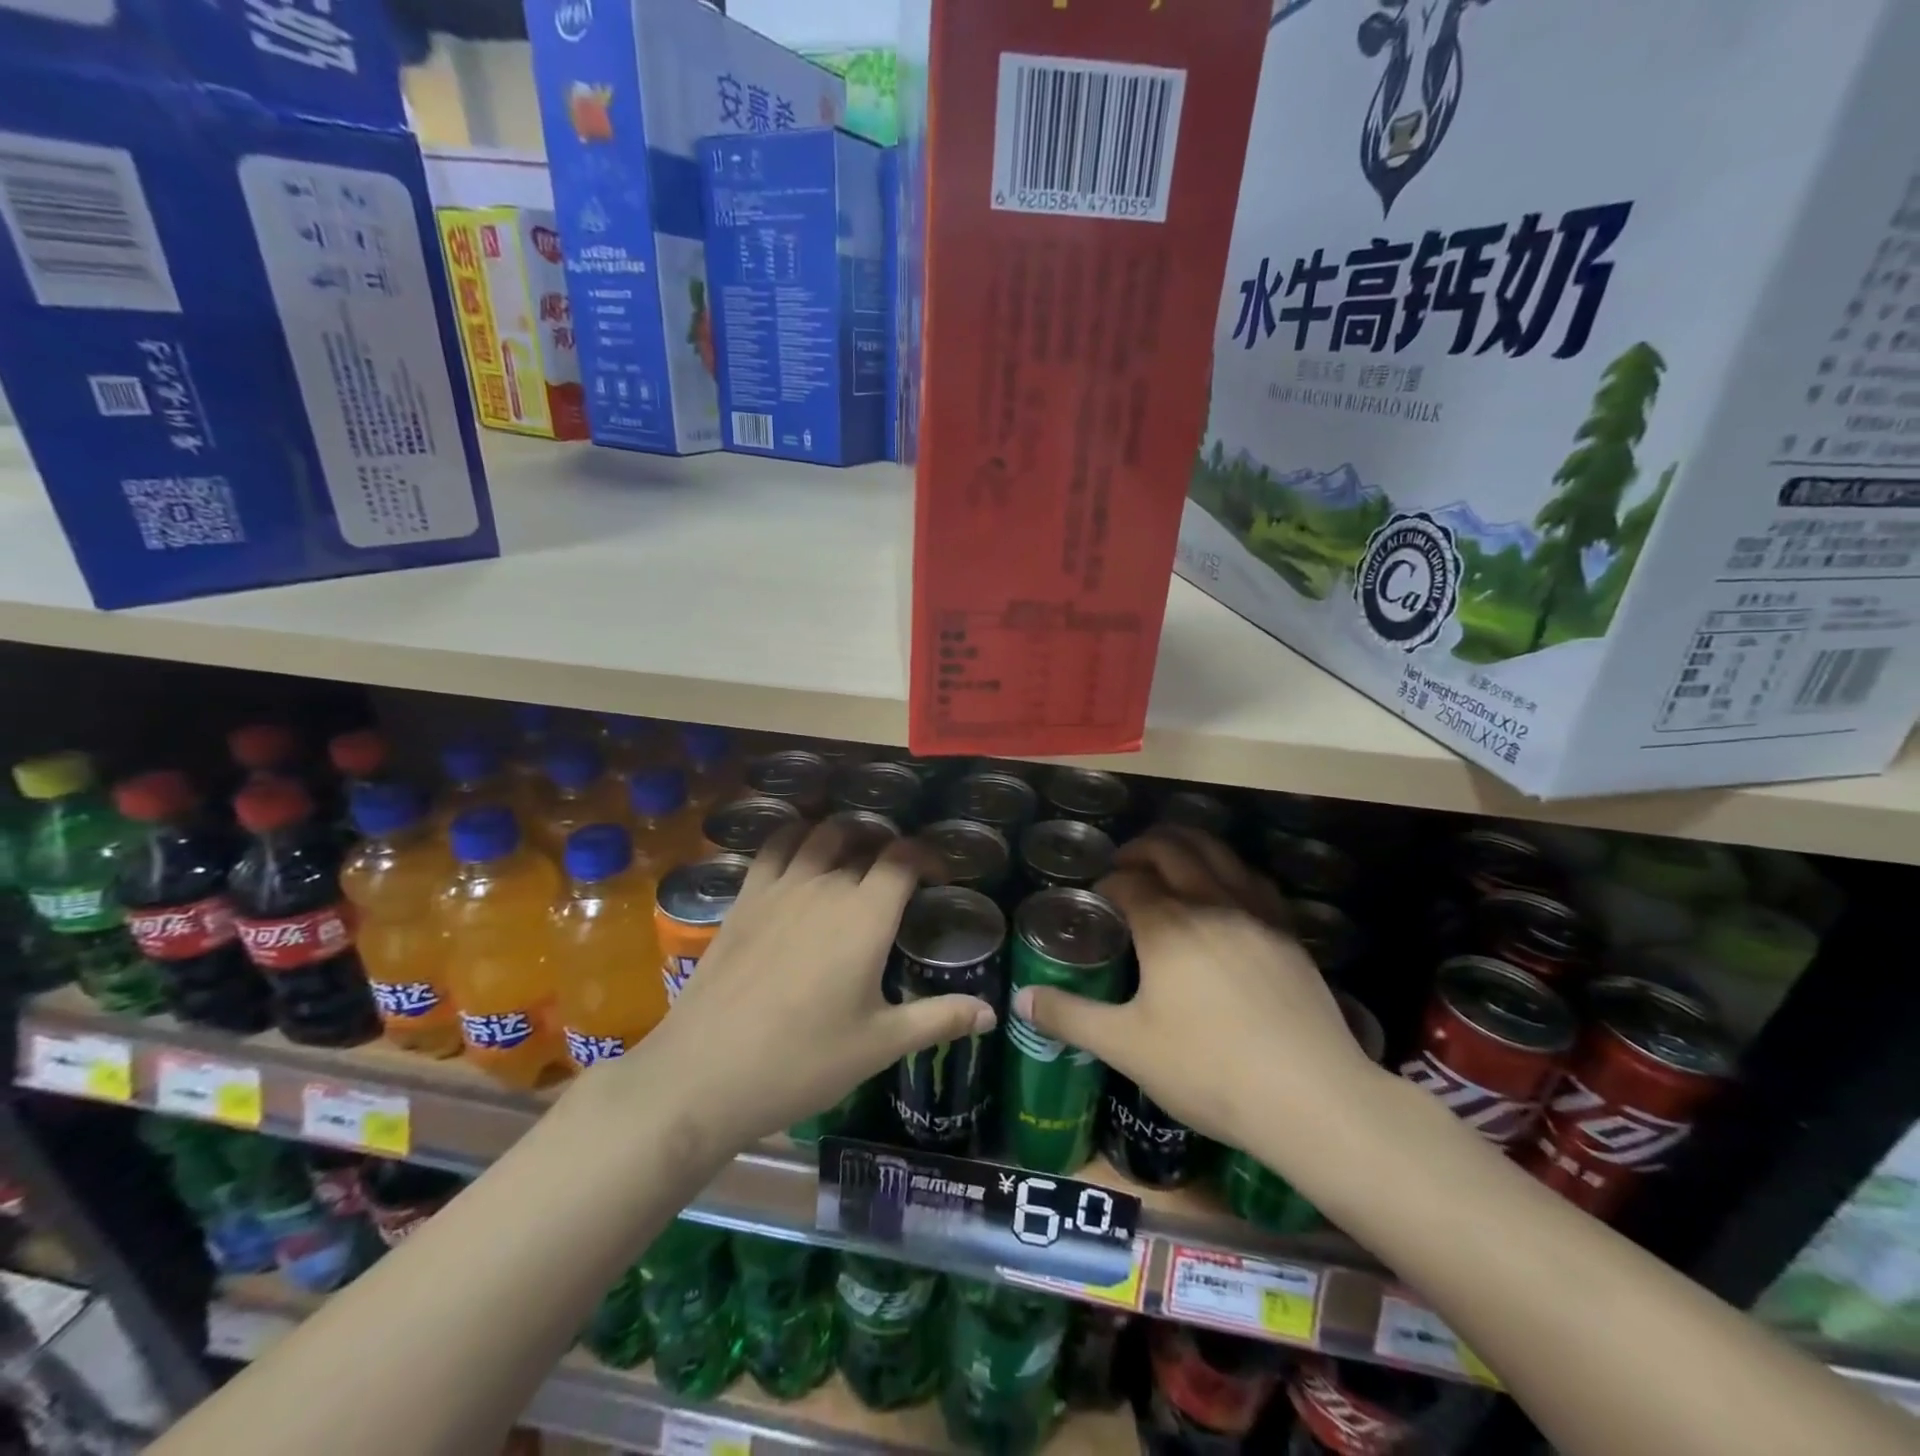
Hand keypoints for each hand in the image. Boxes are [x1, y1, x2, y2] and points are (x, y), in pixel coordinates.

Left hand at [638, 819, 997, 1150]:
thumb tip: (990, 1012)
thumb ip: (939, 1019)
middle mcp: (826, 886)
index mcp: (866, 915)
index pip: (904, 858)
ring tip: (856, 853)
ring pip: (820, 835)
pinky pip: (773, 848)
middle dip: (890, 847)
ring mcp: (780, 887)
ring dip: (846, 833)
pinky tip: (799, 854)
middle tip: (900, 873)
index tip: (939, 875)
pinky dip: (794, 837)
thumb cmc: (803, 1061)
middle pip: (865, 841)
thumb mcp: (880, 1044)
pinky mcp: (744, 898)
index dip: (928, 856)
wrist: (705, 1073)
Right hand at [1013, 827, 1383, 1158]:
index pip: (1128, 882)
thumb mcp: (1126, 1046)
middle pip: (1171, 850)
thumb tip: (1021, 999)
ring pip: (1218, 853)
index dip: (1106, 882)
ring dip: (1187, 845)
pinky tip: (1226, 889)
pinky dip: (1229, 869)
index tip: (1096, 897)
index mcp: (1167, 925)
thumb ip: (1070, 1016)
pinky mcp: (1289, 933)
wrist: (1311, 1097)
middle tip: (1124, 865)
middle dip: (1141, 849)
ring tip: (1170, 859)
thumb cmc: (1208, 1070)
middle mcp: (1210, 903)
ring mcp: (1256, 914)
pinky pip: (1253, 879)